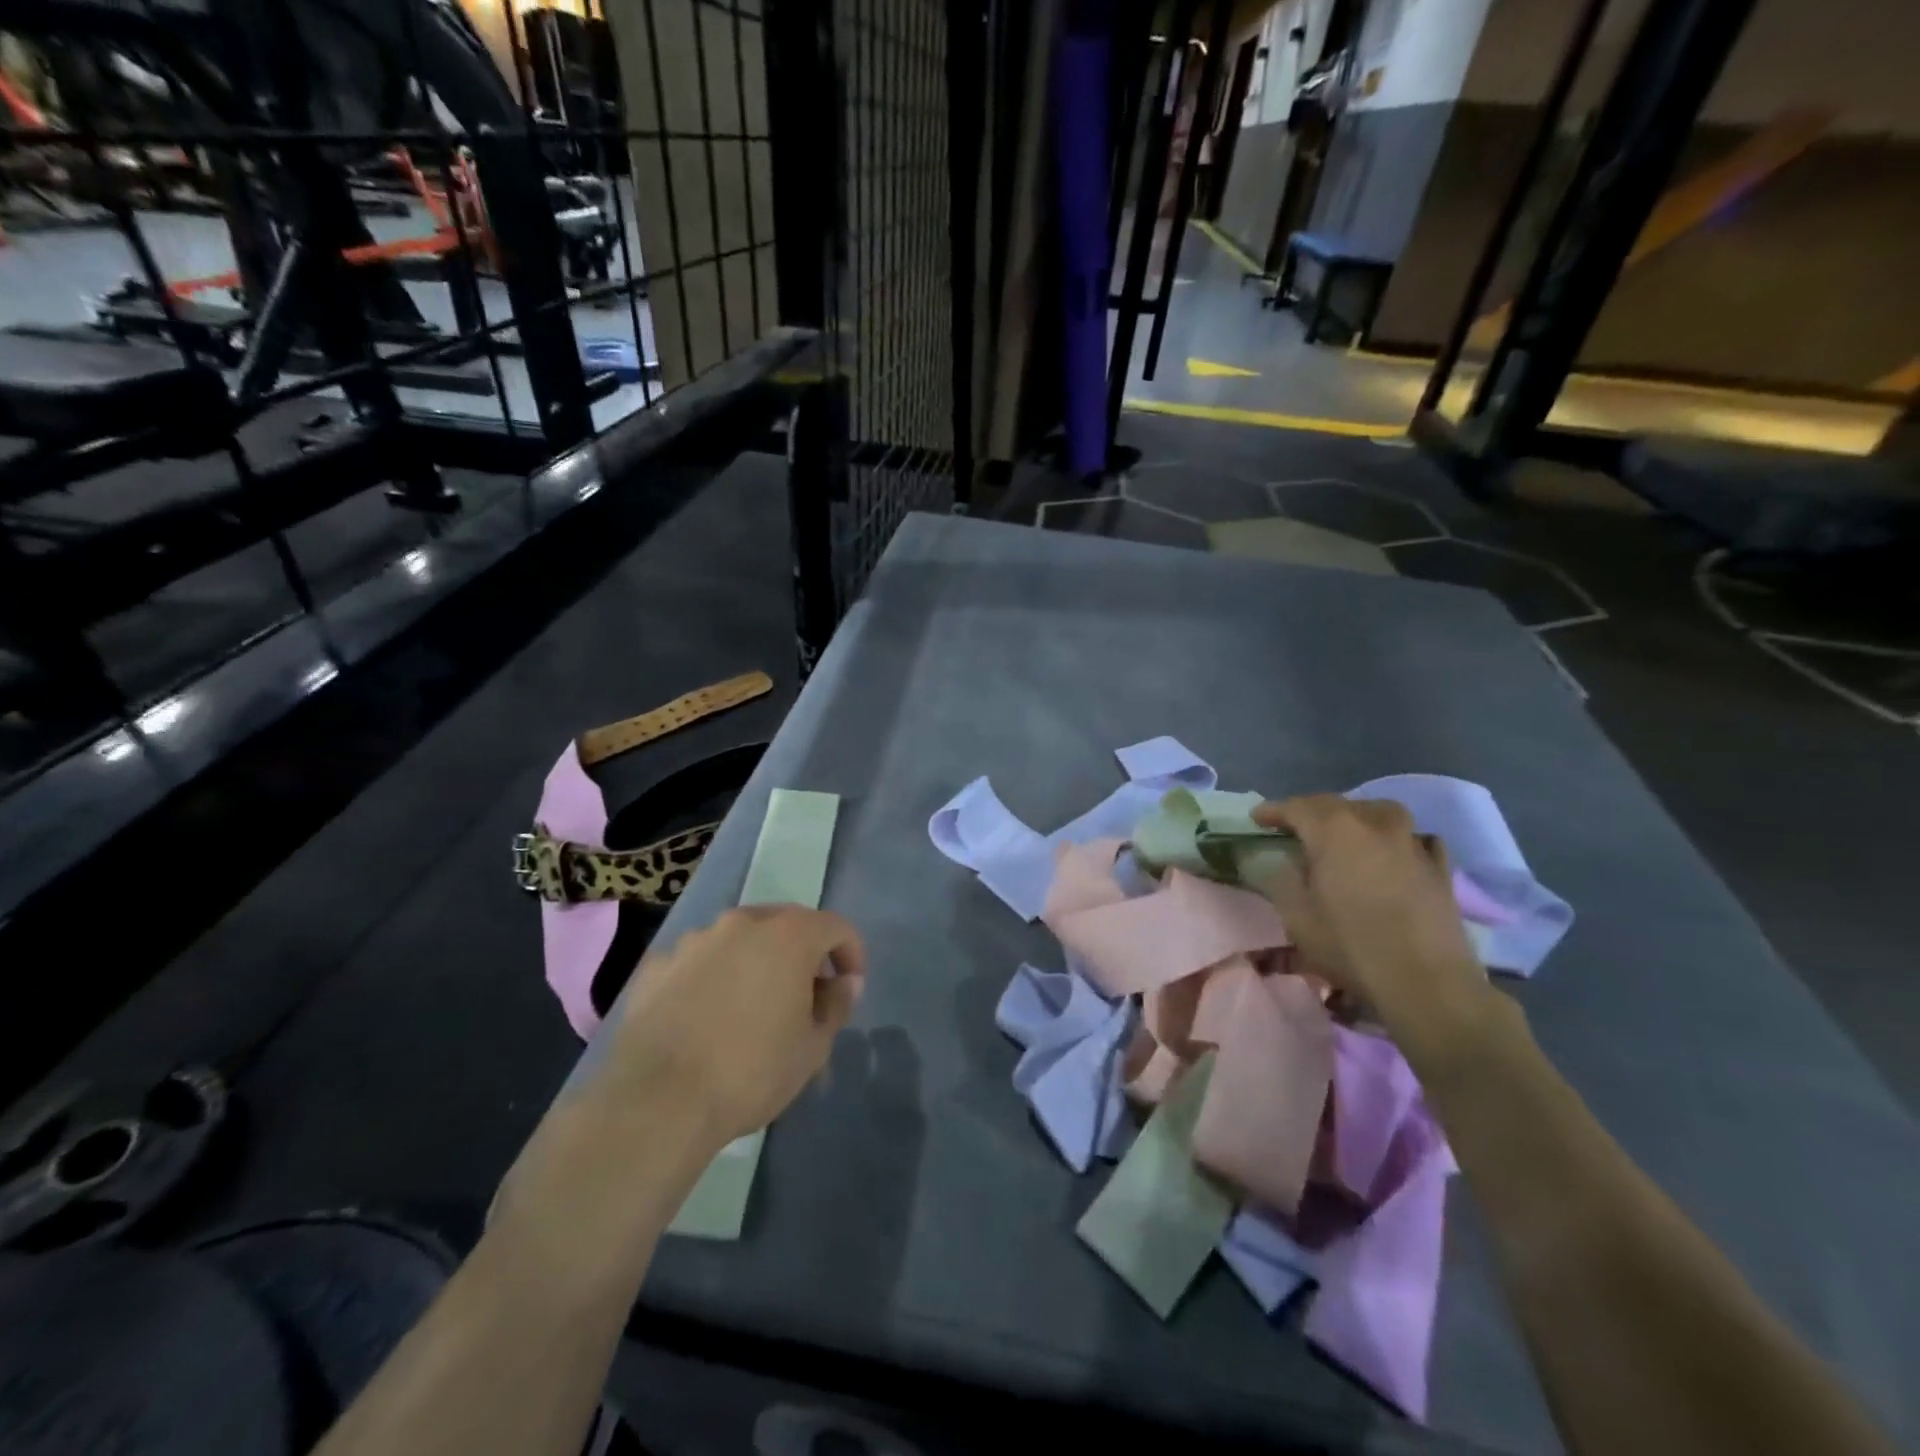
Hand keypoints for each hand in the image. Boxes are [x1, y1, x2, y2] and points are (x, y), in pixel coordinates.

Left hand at [601, 905, 867, 1150]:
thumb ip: (836, 1005)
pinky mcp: (656, 965)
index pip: (835, 926)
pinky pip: (697, 962)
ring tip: (751, 1006)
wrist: (657, 1102)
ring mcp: (694, 940)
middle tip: (805, 993)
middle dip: (802, 952)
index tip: (849, 986)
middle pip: (785, 923)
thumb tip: (845, 982)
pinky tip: (705, 1016)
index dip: (850, 952)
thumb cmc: (751, 1071)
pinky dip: (710, 978)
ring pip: (738, 940)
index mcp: (788, 935)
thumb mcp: (813, 1047)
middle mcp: (742, 923)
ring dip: (754, 961)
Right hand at [1253, 795, 1494, 1069]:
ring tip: (1346, 833)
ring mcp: (1412, 843)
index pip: (1297, 808)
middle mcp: (1374, 825)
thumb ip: (1283, 879)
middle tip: (1294, 826)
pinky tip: (1395, 853)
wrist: (1426, 982)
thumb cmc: (1350, 946)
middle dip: (1311, 811)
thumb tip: (1284, 861)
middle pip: (1337, 804)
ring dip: (1357, 816)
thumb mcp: (1296, 916)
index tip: (1257, 819)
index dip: (1274, 811)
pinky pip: (1416, 839)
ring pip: (1380, 812)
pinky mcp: (1440, 868)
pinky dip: (1399, 839)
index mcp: (1334, 831)